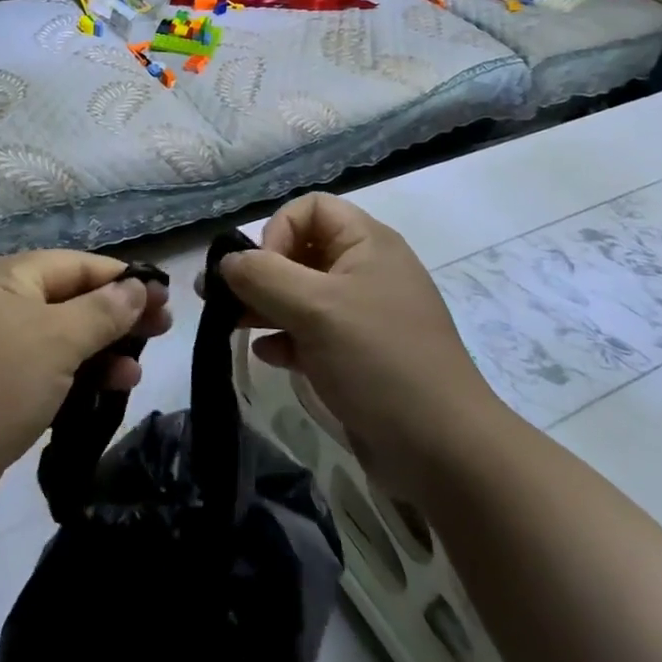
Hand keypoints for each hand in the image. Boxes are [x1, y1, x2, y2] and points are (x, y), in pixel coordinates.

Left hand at [0, 251, 171, 524]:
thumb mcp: (58, 340)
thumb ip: (102, 310)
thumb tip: (137, 286)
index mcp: (12, 278)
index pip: (80, 265)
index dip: (124, 279)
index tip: (165, 297)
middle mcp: (5, 304)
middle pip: (74, 299)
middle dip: (118, 314)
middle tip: (163, 329)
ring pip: (65, 337)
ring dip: (103, 349)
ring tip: (138, 369)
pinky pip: (50, 369)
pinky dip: (80, 375)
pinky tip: (111, 389)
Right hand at [219, 193, 501, 492]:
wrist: (444, 452)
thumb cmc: (379, 362)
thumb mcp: (315, 309)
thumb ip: (262, 276)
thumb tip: (226, 261)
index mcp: (367, 244)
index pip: (311, 208)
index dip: (278, 229)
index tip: (262, 270)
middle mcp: (365, 271)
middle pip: (300, 250)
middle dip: (258, 271)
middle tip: (217, 297)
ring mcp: (361, 315)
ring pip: (300, 293)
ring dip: (263, 305)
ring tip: (228, 324)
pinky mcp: (356, 355)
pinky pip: (310, 332)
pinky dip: (285, 338)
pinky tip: (268, 356)